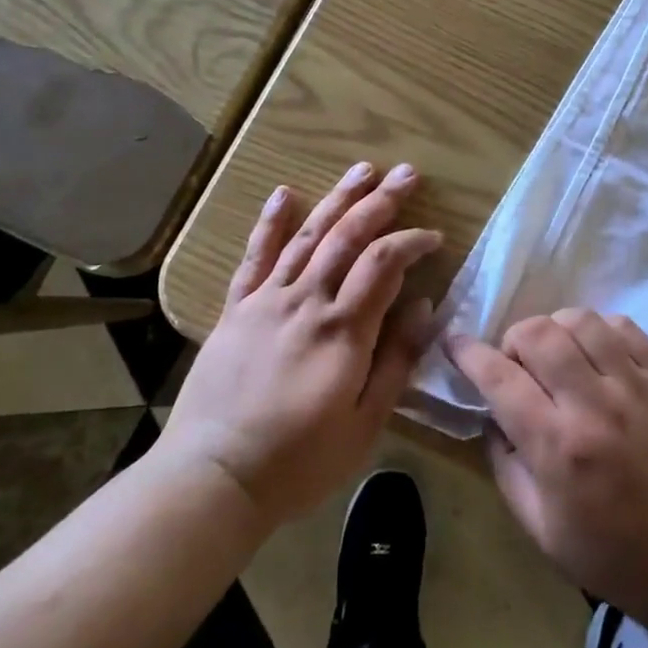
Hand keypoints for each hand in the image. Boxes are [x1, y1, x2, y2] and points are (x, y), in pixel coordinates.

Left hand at [155, 163, 441, 528]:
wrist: (212, 477)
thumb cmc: (298, 461)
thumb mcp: (364, 424)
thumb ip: (396, 361)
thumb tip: (424, 306)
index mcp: (343, 330)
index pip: (385, 264)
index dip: (412, 242)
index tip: (434, 238)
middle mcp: (307, 301)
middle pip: (349, 237)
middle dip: (382, 201)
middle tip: (407, 175)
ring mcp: (267, 301)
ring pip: (309, 236)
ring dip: (338, 198)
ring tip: (363, 169)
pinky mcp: (237, 310)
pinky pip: (255, 257)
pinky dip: (270, 223)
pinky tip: (283, 194)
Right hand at [448, 310, 647, 625]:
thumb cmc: (611, 553)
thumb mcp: (539, 527)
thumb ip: (506, 464)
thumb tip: (491, 415)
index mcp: (556, 447)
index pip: (500, 379)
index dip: (468, 353)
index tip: (454, 342)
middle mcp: (592, 405)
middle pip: (539, 334)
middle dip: (514, 339)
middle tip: (516, 363)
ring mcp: (633, 386)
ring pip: (582, 321)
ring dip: (556, 328)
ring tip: (556, 353)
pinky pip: (625, 327)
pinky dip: (600, 328)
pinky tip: (595, 351)